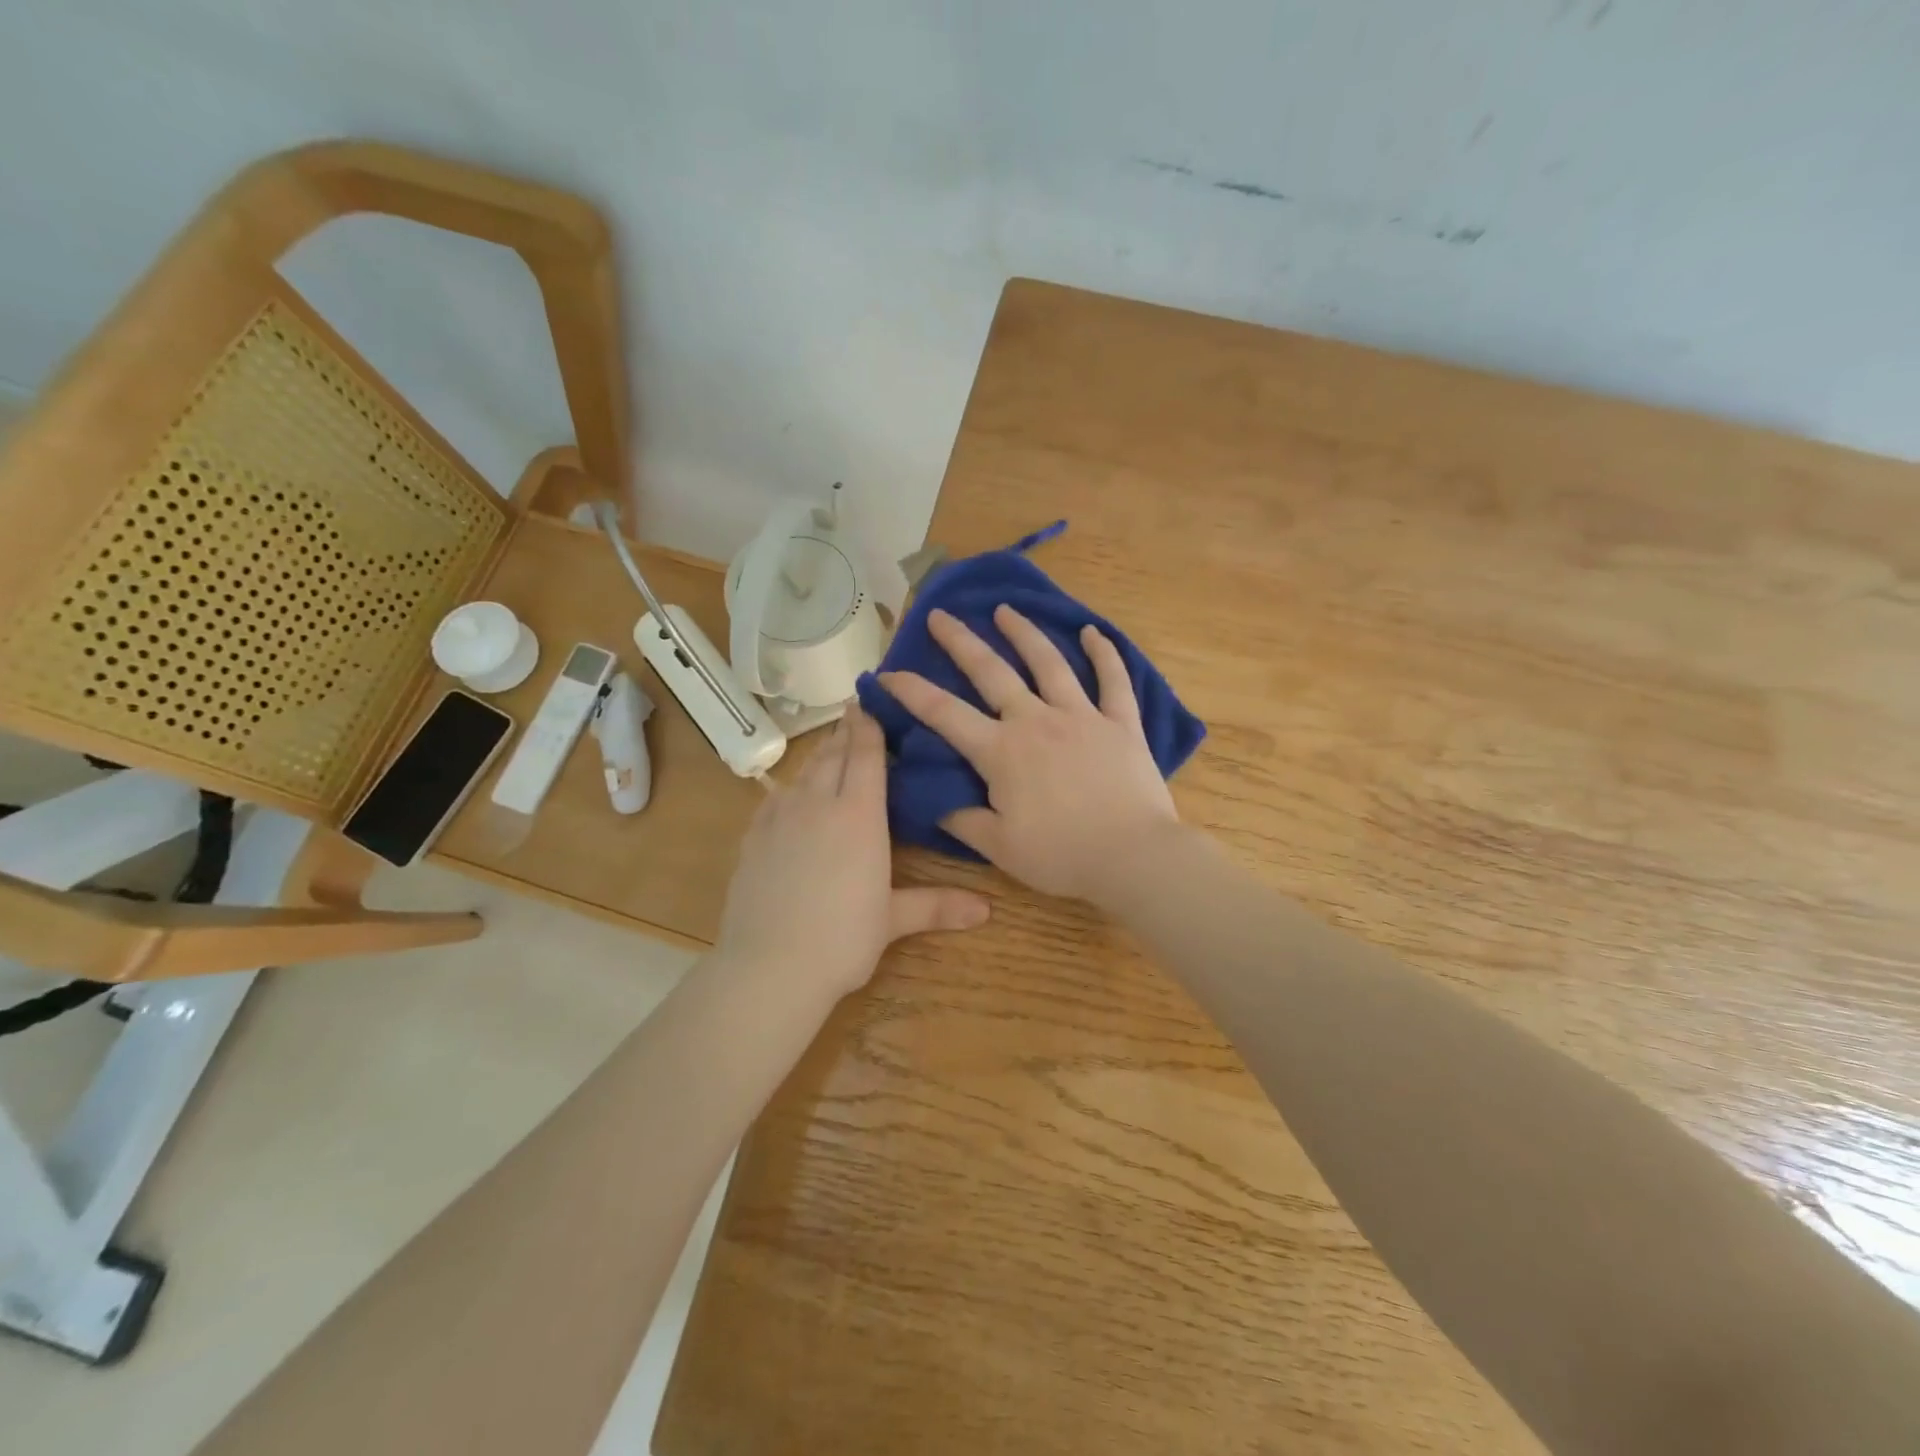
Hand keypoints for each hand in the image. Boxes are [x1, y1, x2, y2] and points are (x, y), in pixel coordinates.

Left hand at [715, 704, 989, 1001]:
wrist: (769, 967)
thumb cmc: (842, 939)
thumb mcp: (892, 920)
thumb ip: (937, 906)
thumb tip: (987, 910)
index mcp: (859, 815)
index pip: (866, 755)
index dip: (869, 726)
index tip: (870, 703)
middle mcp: (819, 803)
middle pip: (833, 754)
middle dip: (845, 731)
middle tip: (854, 713)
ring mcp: (780, 817)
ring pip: (804, 772)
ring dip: (820, 754)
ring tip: (830, 746)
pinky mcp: (753, 837)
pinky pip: (775, 797)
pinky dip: (790, 786)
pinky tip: (791, 792)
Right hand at [878, 605, 1180, 904]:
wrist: (1133, 857)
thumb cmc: (1061, 855)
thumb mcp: (999, 847)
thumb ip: (963, 820)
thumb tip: (935, 802)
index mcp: (1001, 751)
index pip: (944, 713)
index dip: (911, 692)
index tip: (887, 673)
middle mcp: (1036, 721)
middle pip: (991, 671)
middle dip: (961, 641)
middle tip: (940, 615)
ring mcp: (1082, 716)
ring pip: (1048, 663)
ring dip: (1024, 634)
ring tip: (1006, 610)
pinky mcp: (1121, 723)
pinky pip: (1113, 680)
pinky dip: (1105, 654)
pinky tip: (1093, 632)